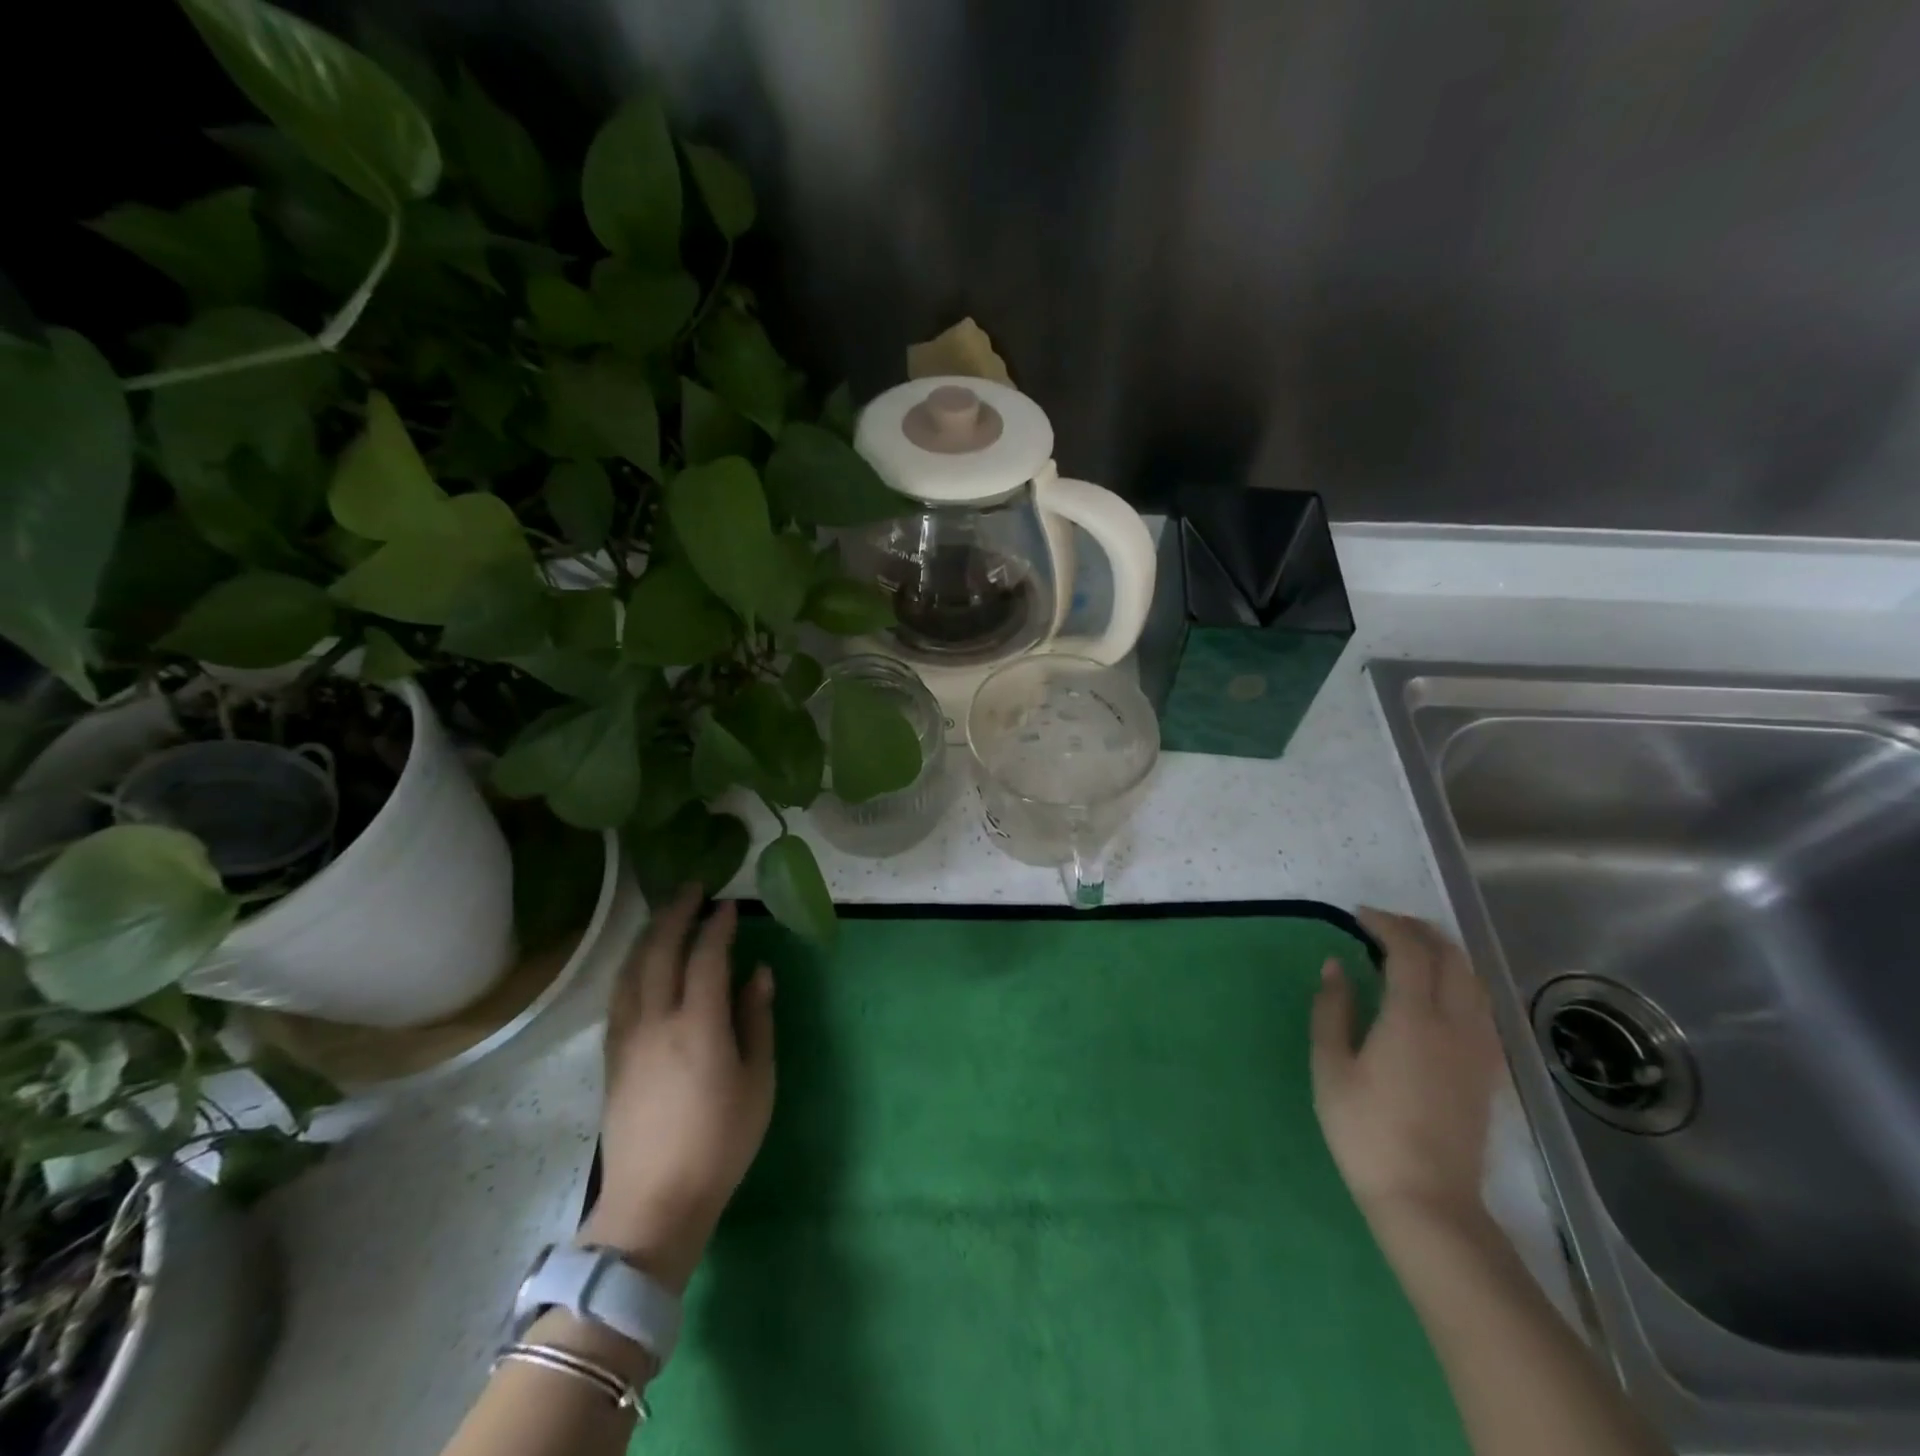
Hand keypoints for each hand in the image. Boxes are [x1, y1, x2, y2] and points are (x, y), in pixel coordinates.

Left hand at [579, 889, 775, 1293]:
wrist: (654, 1203)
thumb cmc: (720, 1142)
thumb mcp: (757, 1081)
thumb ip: (757, 1020)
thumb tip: (758, 973)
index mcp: (698, 1025)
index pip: (705, 957)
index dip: (717, 927)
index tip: (729, 906)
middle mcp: (656, 1021)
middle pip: (660, 952)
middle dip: (676, 915)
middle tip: (693, 890)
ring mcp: (627, 1038)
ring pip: (631, 970)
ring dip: (649, 935)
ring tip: (665, 915)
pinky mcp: (612, 1057)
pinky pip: (619, 996)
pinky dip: (632, 967)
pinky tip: (640, 964)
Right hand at [1310, 908, 1503, 1227]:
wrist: (1427, 1199)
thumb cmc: (1366, 1131)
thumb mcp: (1331, 1067)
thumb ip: (1332, 1009)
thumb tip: (1336, 966)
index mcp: (1414, 1018)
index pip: (1410, 951)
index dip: (1386, 924)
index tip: (1358, 915)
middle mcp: (1456, 1023)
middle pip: (1451, 957)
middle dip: (1418, 930)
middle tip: (1382, 925)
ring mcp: (1480, 1047)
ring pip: (1473, 979)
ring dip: (1443, 953)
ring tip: (1409, 950)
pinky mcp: (1489, 1069)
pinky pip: (1482, 1005)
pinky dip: (1459, 981)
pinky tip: (1437, 992)